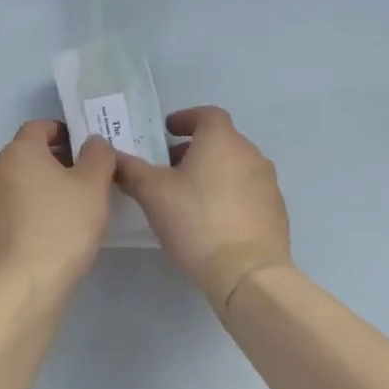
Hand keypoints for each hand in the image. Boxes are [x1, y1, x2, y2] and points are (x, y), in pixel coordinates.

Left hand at [0, 120, 115, 296]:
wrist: (23, 285)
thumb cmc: (62, 226)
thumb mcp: (93, 186)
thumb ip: (97, 155)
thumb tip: (92, 141)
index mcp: (19, 151)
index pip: (40, 126)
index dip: (64, 132)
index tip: (86, 149)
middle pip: (28, 153)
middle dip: (56, 159)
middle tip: (86, 177)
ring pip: (20, 181)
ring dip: (44, 185)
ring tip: (73, 205)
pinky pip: (13, 206)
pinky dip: (31, 208)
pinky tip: (53, 229)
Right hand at [114, 106, 291, 311]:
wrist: (248, 275)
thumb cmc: (196, 221)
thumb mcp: (152, 193)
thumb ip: (130, 169)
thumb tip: (112, 155)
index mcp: (222, 140)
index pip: (206, 114)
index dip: (185, 119)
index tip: (166, 133)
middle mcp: (251, 154)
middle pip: (220, 141)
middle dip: (194, 150)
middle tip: (168, 169)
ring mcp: (268, 184)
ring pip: (235, 167)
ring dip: (212, 173)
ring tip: (188, 197)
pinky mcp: (276, 212)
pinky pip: (248, 193)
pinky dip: (229, 196)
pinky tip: (212, 221)